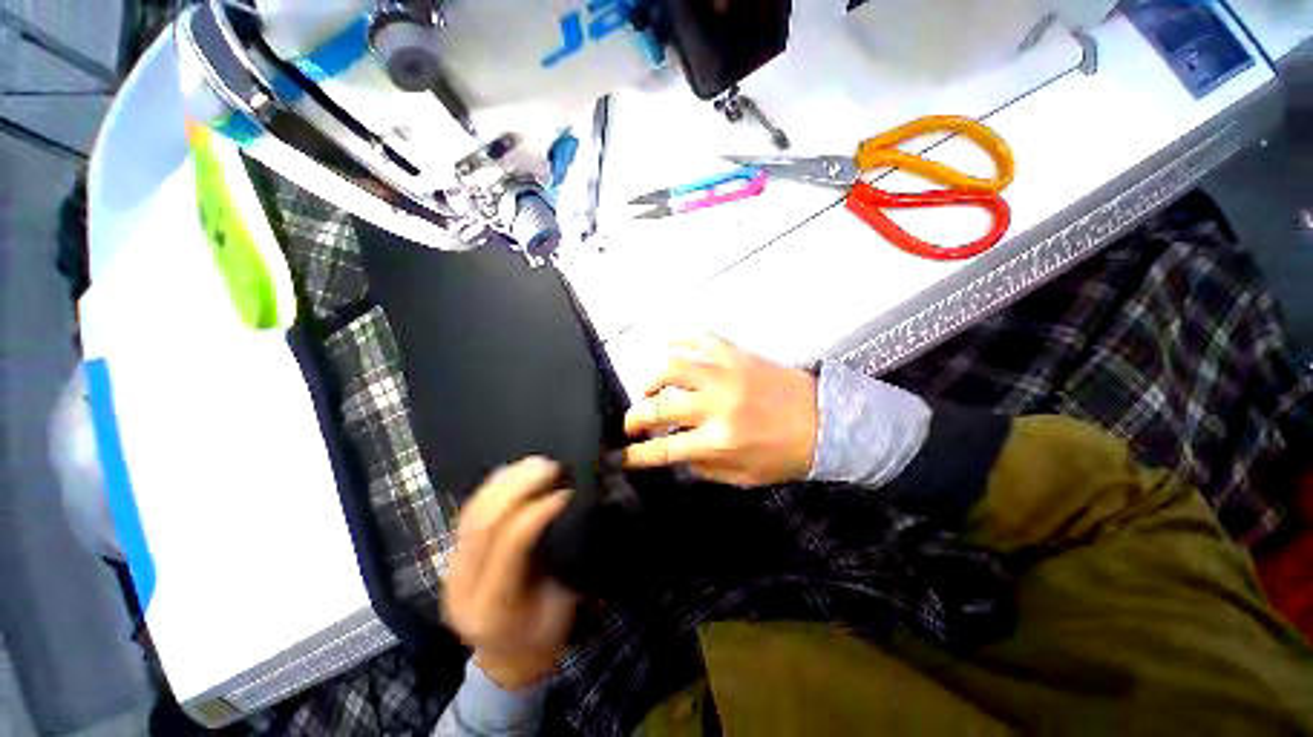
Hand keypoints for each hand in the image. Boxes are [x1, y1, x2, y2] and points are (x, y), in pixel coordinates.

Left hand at [443, 458, 577, 689]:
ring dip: (507, 480)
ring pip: (472, 512)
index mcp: (494, 608)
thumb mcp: (564, 607)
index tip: (567, 491)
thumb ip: (566, 560)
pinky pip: (469, 511)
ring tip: (537, 462)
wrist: (506, 659)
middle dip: (519, 486)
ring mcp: (450, 570)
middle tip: (552, 466)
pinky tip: (517, 471)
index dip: (539, 510)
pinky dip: (494, 486)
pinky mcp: (451, 556)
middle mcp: (462, 587)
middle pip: (483, 523)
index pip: (511, 545)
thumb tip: (574, 510)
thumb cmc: (543, 637)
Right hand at [622, 335, 818, 486]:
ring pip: (672, 366)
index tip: (620, 456)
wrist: (830, 422)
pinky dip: (676, 338)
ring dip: (650, 378)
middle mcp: (717, 405)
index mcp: (720, 441)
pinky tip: (662, 342)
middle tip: (631, 421)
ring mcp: (726, 373)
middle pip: (659, 406)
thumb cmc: (786, 455)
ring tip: (648, 388)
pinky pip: (699, 338)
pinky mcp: (737, 353)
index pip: (665, 448)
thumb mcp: (743, 477)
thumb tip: (675, 452)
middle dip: (635, 416)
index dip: (636, 454)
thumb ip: (703, 466)